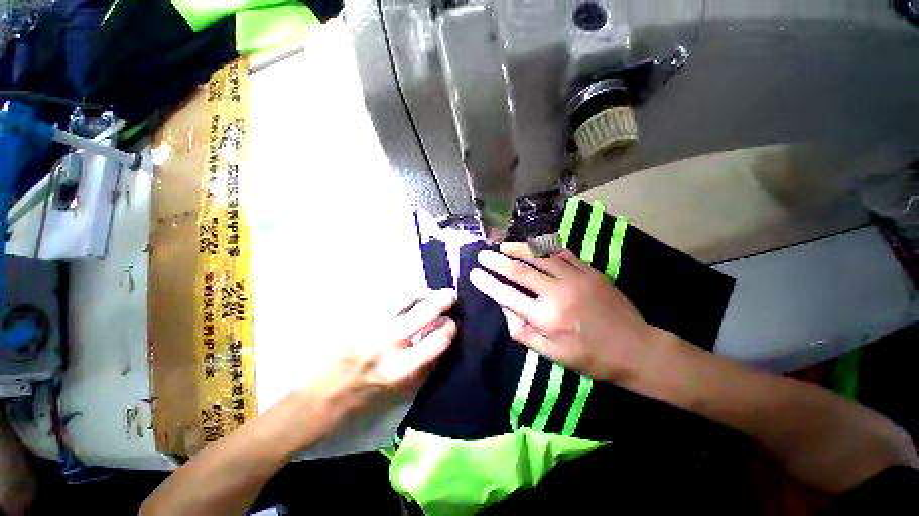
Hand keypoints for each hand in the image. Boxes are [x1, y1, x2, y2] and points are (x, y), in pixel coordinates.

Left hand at [303, 289, 457, 433]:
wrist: (318, 396)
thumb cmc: (363, 400)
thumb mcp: (400, 391)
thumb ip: (425, 366)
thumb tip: (443, 341)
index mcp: (400, 369)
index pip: (437, 341)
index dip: (449, 328)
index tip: (452, 323)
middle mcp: (386, 344)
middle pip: (424, 312)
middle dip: (443, 300)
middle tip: (450, 296)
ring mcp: (370, 326)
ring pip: (405, 297)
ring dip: (422, 293)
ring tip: (428, 294)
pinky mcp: (356, 317)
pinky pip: (386, 298)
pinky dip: (401, 296)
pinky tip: (405, 299)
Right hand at [470, 243, 654, 382]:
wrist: (635, 348)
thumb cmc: (589, 357)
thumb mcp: (550, 354)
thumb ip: (522, 331)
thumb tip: (505, 307)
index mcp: (546, 318)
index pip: (507, 295)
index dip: (487, 283)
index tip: (474, 274)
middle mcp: (557, 294)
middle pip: (520, 270)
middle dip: (496, 261)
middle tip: (483, 255)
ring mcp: (576, 278)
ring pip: (540, 256)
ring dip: (518, 248)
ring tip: (503, 245)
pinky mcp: (590, 271)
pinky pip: (562, 253)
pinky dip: (545, 247)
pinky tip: (534, 245)